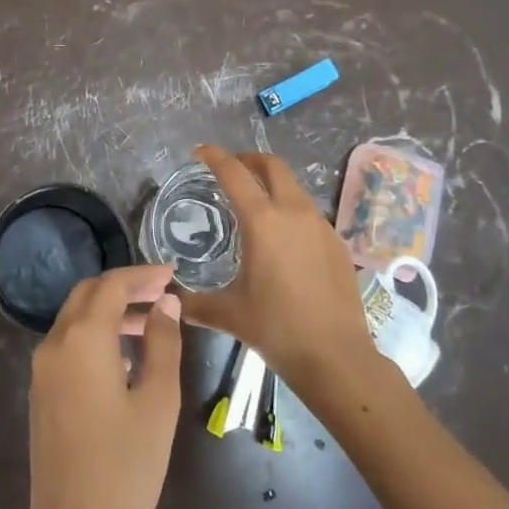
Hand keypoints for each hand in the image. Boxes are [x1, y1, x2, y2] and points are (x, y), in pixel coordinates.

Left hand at [23, 265, 183, 508]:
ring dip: (110, 312)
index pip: (111, 285)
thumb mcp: (158, 401)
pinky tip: (125, 355)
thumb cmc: (126, 469)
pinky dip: (96, 335)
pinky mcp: (41, 394)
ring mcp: (42, 371)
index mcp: (81, 339)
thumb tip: (165, 304)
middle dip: (124, 287)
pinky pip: (68, 345)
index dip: (143, 275)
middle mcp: (54, 345)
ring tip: (152, 324)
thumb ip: (163, 343)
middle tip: (163, 293)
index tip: (172, 274)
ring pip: (75, 319)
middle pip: (87, 295)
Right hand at [180, 145, 375, 390]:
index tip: (201, 152)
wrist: (337, 357)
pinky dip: (291, 210)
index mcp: (262, 221)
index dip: (215, 157)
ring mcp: (320, 225)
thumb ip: (195, 304)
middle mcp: (293, 212)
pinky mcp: (337, 242)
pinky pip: (309, 212)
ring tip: (255, 204)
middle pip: (272, 165)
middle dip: (249, 160)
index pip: (234, 173)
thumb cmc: (277, 329)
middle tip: (231, 169)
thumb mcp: (228, 315)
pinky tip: (284, 239)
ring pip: (294, 187)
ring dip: (272, 184)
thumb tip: (170, 301)